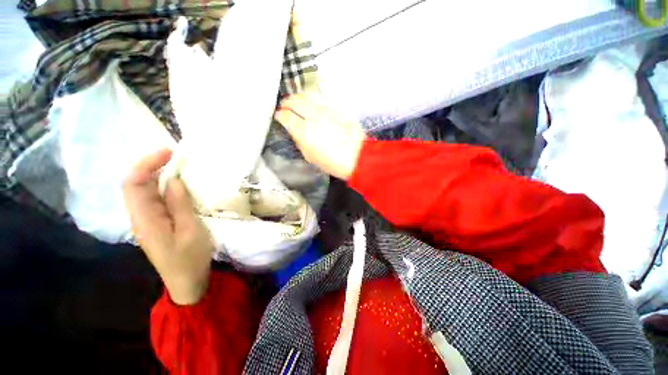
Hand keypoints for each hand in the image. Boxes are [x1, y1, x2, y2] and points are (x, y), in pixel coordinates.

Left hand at [123, 149, 213, 304]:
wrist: (187, 281)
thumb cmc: (190, 258)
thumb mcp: (190, 231)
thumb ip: (179, 205)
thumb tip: (173, 180)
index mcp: (146, 220)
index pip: (134, 185)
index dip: (146, 164)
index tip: (168, 152)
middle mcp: (140, 217)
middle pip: (135, 185)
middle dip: (150, 165)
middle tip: (174, 155)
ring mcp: (148, 221)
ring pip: (143, 191)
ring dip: (156, 174)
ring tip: (176, 164)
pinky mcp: (156, 223)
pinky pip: (154, 199)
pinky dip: (162, 186)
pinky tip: (176, 183)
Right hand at [275, 92, 366, 179]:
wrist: (357, 157)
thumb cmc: (333, 162)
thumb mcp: (310, 157)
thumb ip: (299, 142)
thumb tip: (294, 131)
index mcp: (304, 132)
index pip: (285, 116)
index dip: (279, 115)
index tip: (279, 116)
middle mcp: (313, 117)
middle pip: (294, 101)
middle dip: (286, 102)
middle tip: (285, 106)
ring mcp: (326, 110)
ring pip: (307, 94)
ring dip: (298, 96)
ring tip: (297, 100)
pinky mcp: (337, 107)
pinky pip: (323, 93)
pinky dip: (314, 92)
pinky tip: (311, 94)